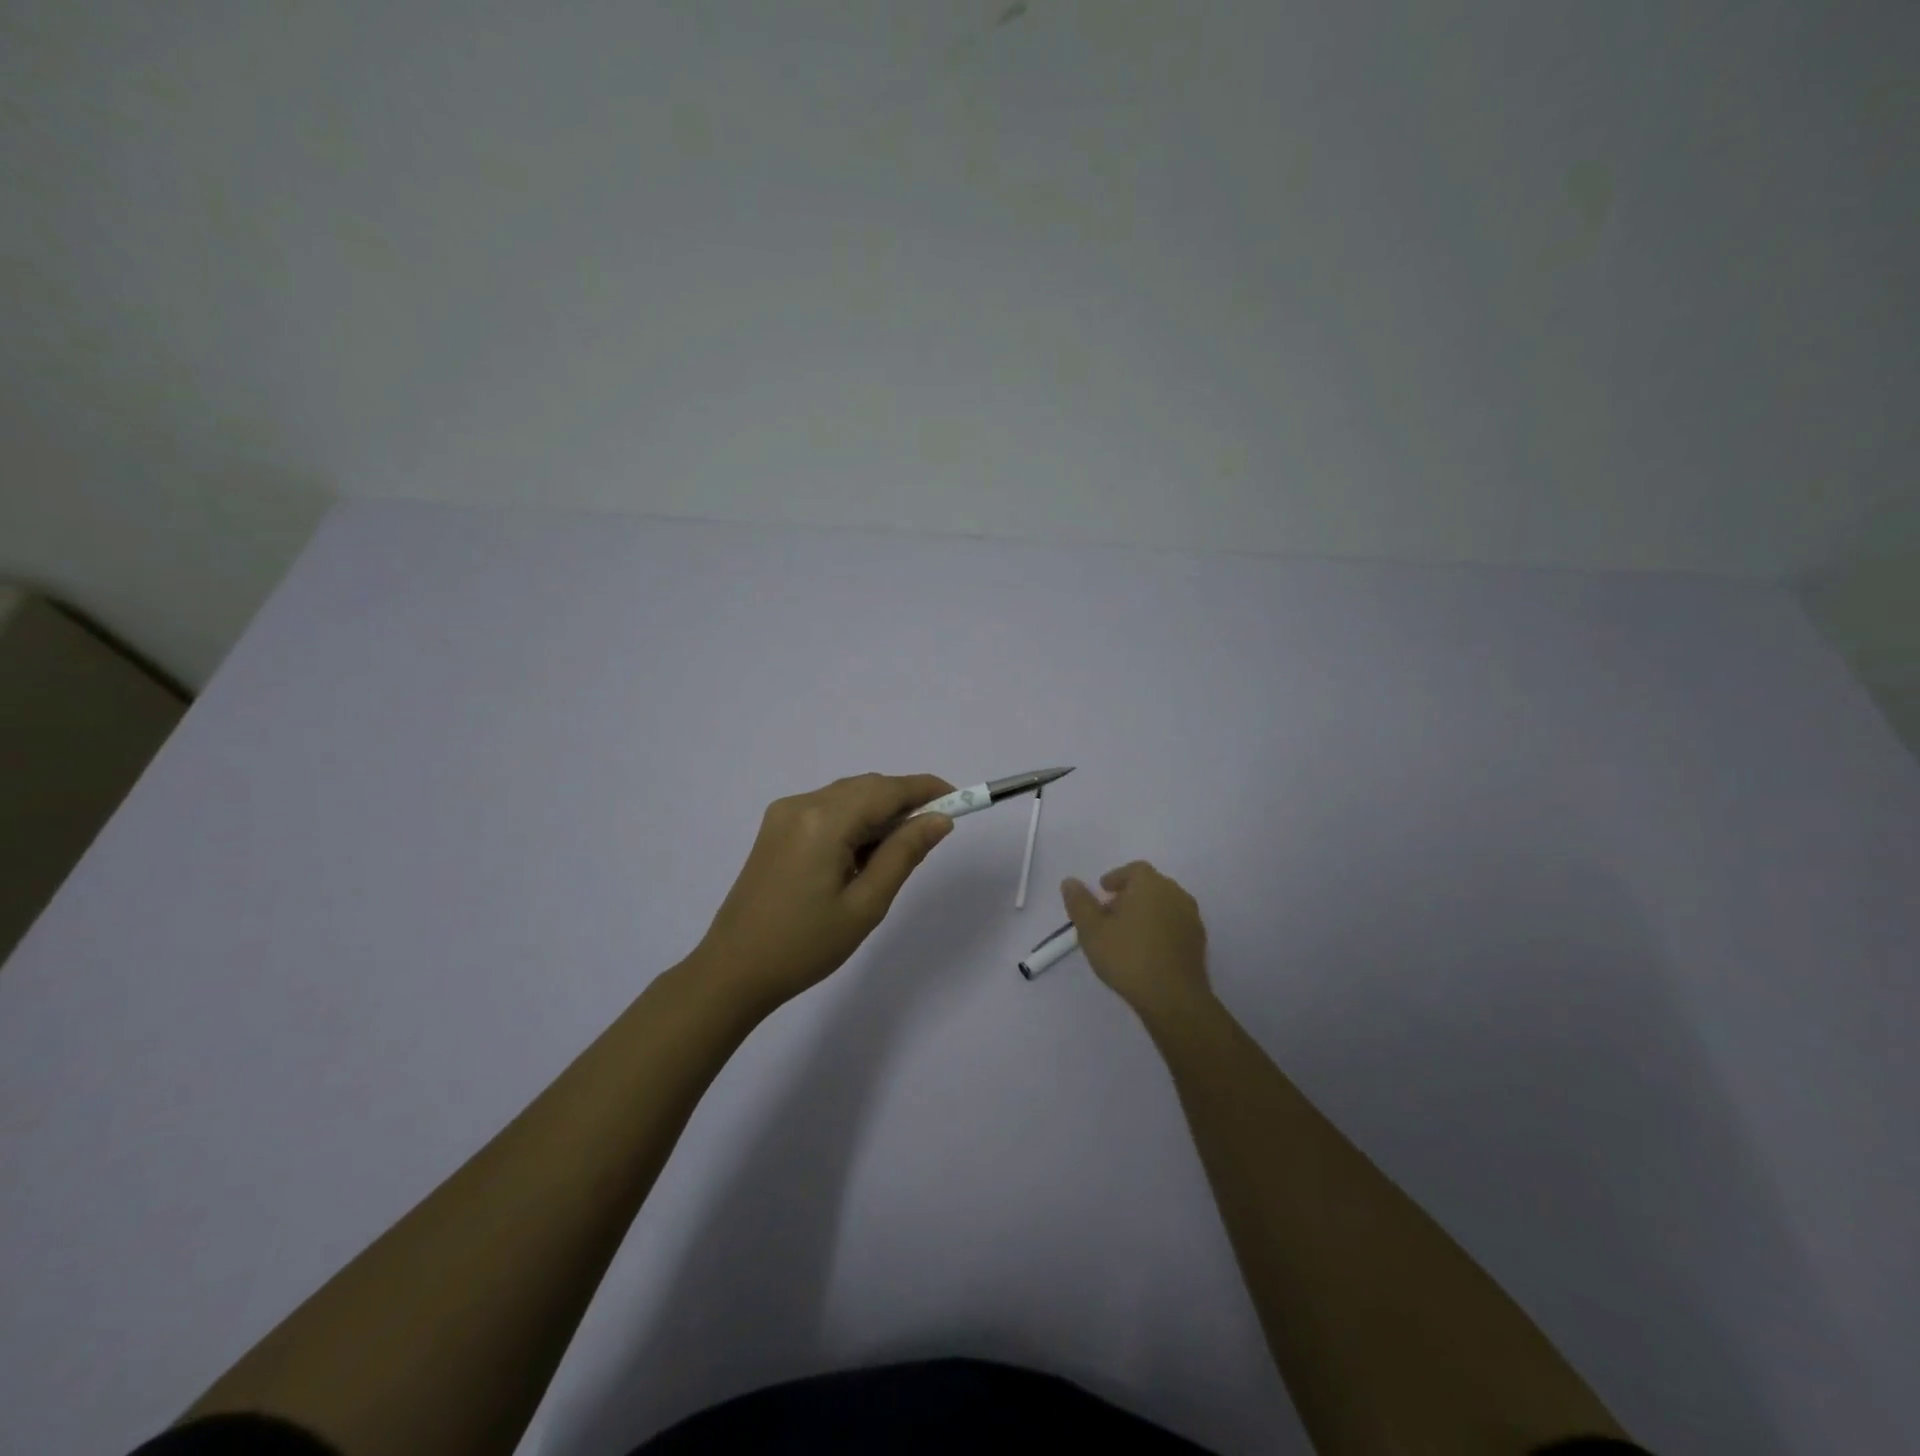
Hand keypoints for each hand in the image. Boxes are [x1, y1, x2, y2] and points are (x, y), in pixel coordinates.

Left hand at [694, 773, 956, 1011]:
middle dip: (904, 801)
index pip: (887, 790)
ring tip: (895, 853)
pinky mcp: (776, 828)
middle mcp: (802, 804)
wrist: (733, 970)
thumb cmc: (805, 945)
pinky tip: (861, 855)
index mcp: (824, 821)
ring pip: (847, 796)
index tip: (961, 798)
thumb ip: (904, 853)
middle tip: (933, 833)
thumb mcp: (866, 904)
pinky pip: (827, 809)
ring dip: (878, 812)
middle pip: (867, 787)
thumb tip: (940, 819)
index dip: (927, 789)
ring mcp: (784, 814)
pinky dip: (853, 821)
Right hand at [1062, 861, 1210, 1020]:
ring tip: (1127, 934)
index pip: (1134, 870)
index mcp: (1150, 884)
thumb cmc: (1127, 957)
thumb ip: (1079, 903)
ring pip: (1164, 905)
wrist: (1173, 997)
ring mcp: (1191, 917)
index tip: (1103, 892)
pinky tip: (1147, 949)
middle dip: (1130, 895)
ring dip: (1146, 912)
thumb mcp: (1091, 930)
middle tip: (1110, 914)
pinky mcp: (1199, 941)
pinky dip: (1160, 929)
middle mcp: (1175, 893)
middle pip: (1150, 885)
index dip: (1117, 878)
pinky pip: (1175, 924)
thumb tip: (1069, 882)